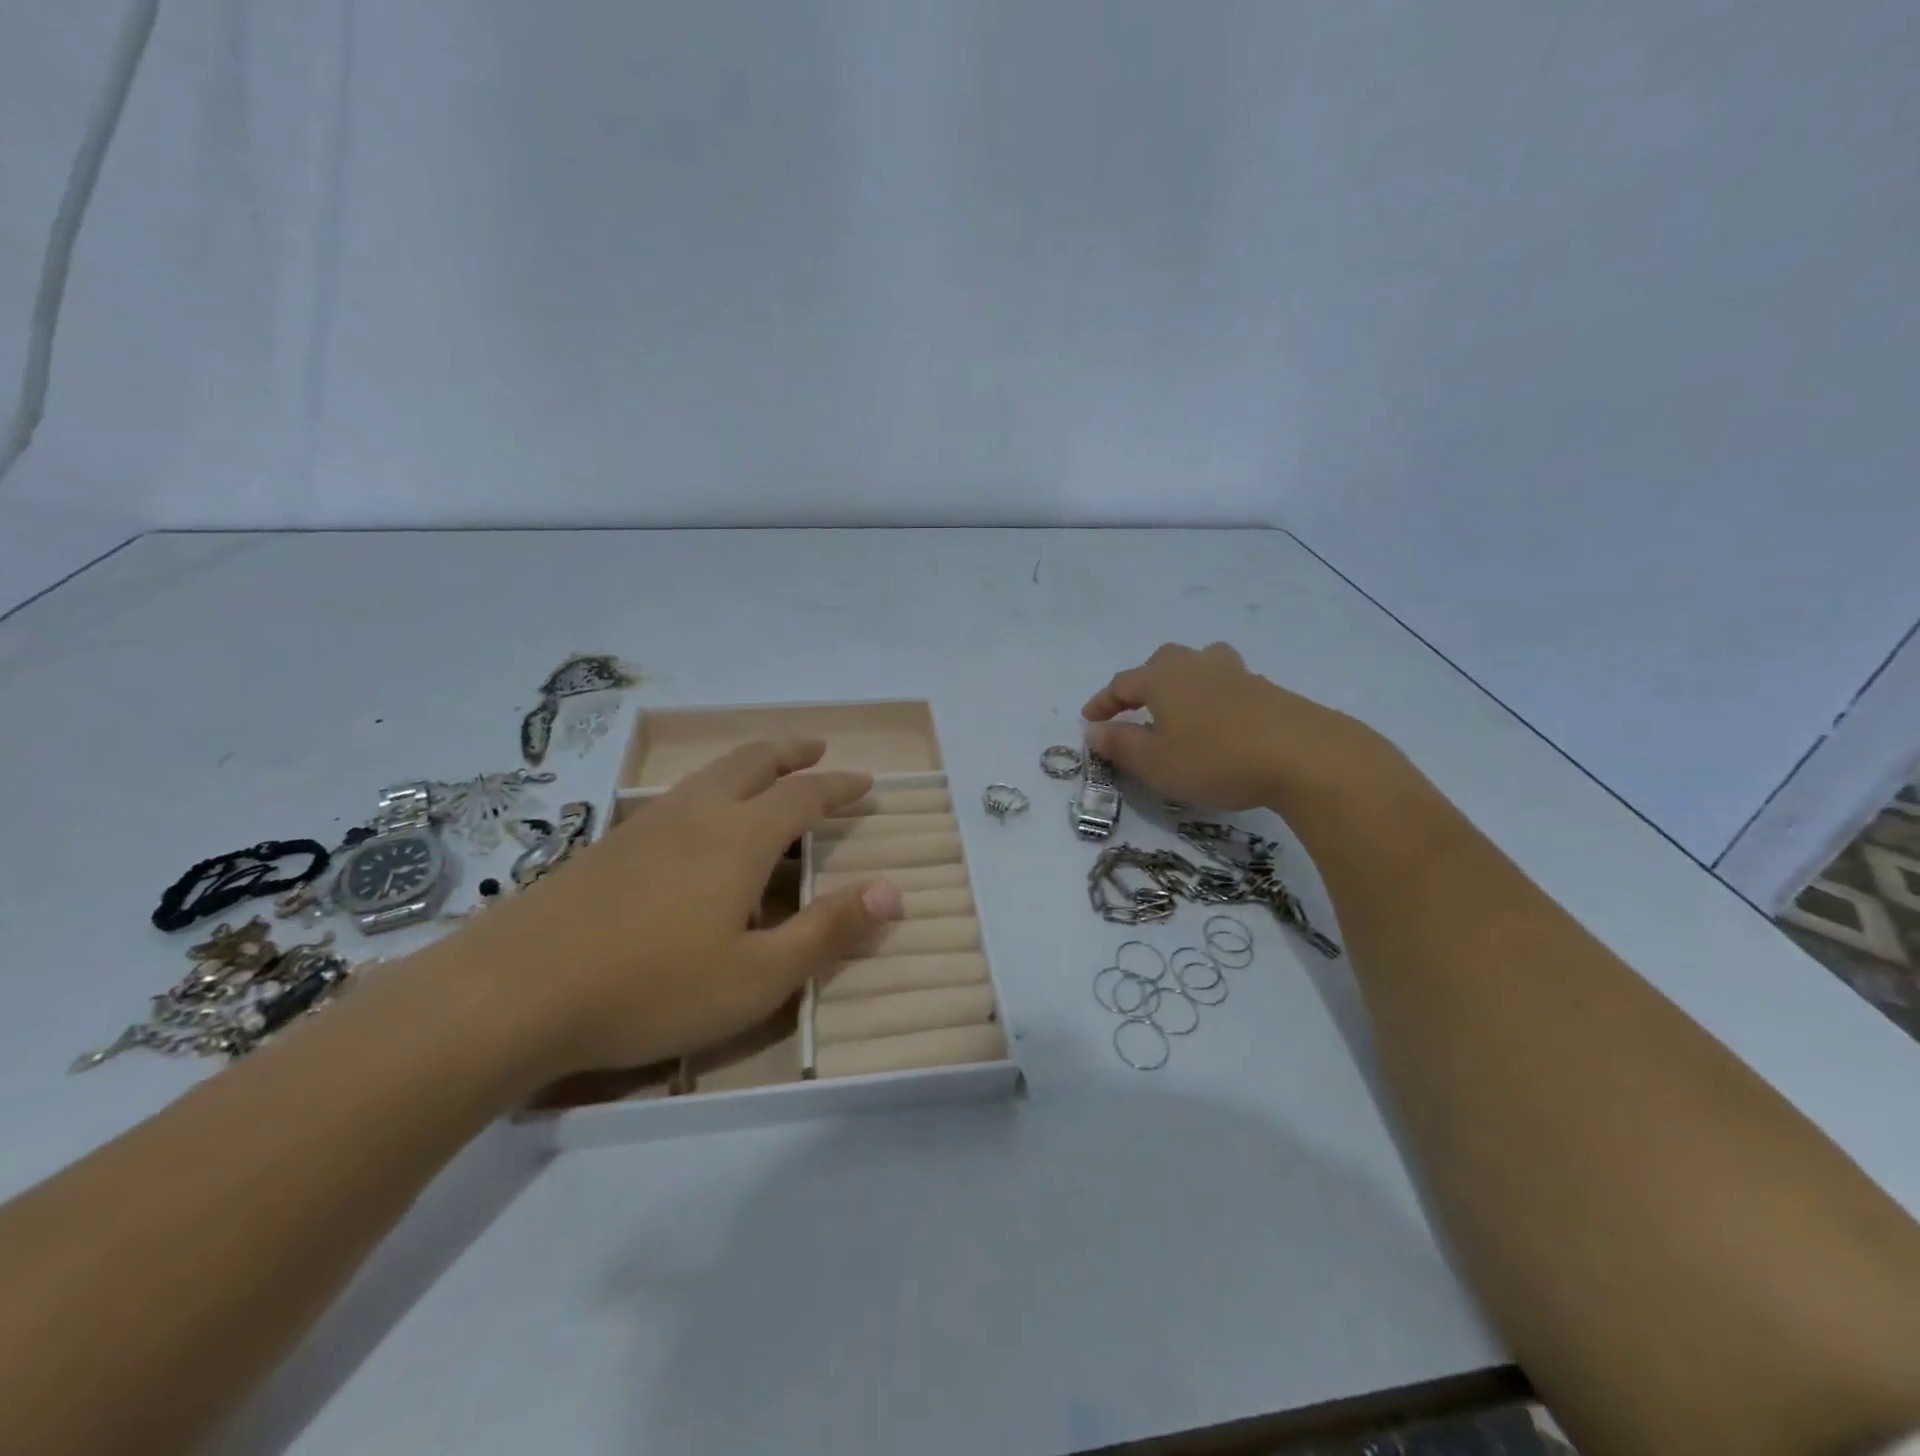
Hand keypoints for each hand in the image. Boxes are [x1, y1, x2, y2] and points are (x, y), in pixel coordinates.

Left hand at [450, 739, 899, 1078]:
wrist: (511, 993)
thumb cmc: (651, 988)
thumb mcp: (757, 976)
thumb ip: (828, 931)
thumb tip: (893, 891)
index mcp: (740, 837)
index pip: (805, 795)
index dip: (839, 786)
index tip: (864, 782)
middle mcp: (697, 814)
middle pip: (752, 762)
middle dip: (791, 751)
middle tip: (816, 747)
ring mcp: (646, 825)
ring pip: (709, 774)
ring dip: (748, 764)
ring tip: (765, 772)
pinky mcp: (607, 846)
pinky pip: (676, 798)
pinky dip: (709, 790)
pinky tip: (696, 824)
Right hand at [1081, 641, 1400, 815]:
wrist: (1304, 755)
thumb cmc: (1215, 758)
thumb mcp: (1156, 762)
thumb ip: (1120, 745)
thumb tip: (1094, 731)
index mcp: (1164, 678)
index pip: (1122, 683)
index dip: (1103, 702)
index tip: (1089, 720)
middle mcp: (1197, 666)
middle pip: (1162, 662)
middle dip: (1143, 684)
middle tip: (1134, 709)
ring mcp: (1236, 674)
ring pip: (1200, 665)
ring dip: (1182, 682)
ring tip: (1180, 707)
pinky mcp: (1267, 690)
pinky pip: (1227, 685)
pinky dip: (1213, 698)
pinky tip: (1220, 724)